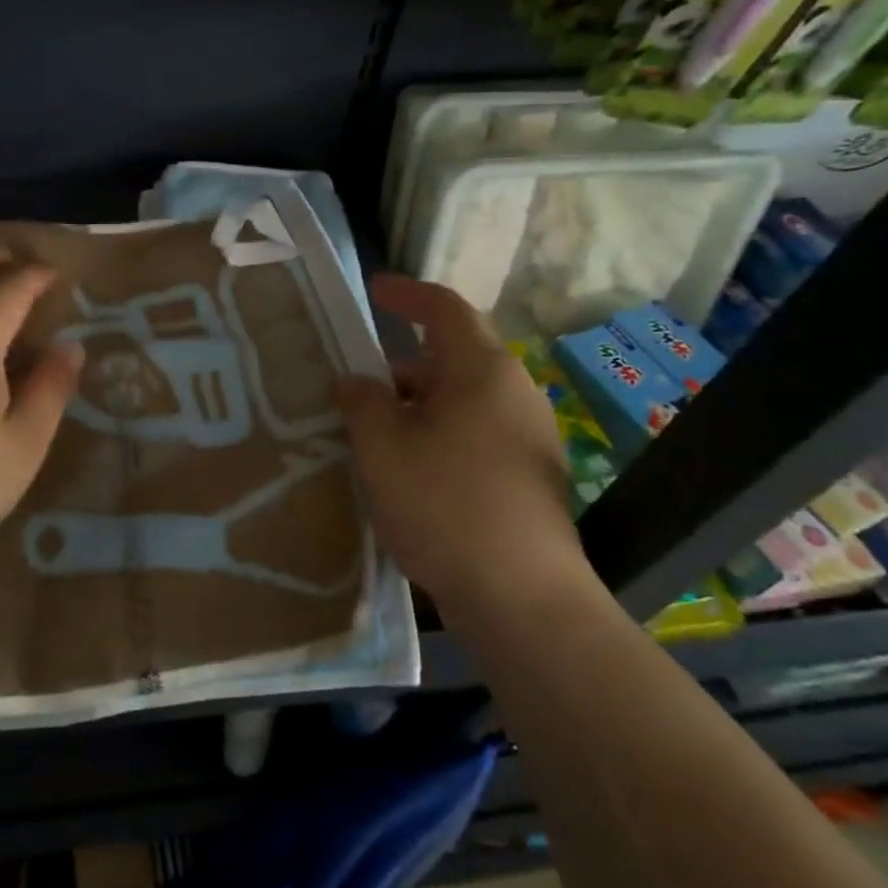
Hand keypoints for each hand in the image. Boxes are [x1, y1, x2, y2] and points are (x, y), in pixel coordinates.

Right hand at [337, 275, 585, 610]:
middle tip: (357, 392)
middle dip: (401, 369)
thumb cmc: (445, 504)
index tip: (374, 291)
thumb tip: (357, 381)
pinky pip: (475, 435)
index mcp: (482, 371)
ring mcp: (529, 436)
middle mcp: (514, 393)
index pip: (445, 309)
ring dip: (417, 408)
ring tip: (375, 438)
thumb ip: (363, 402)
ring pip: (462, 401)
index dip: (407, 294)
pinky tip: (410, 475)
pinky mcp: (530, 476)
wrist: (522, 597)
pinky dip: (439, 437)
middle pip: (452, 359)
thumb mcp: (383, 447)